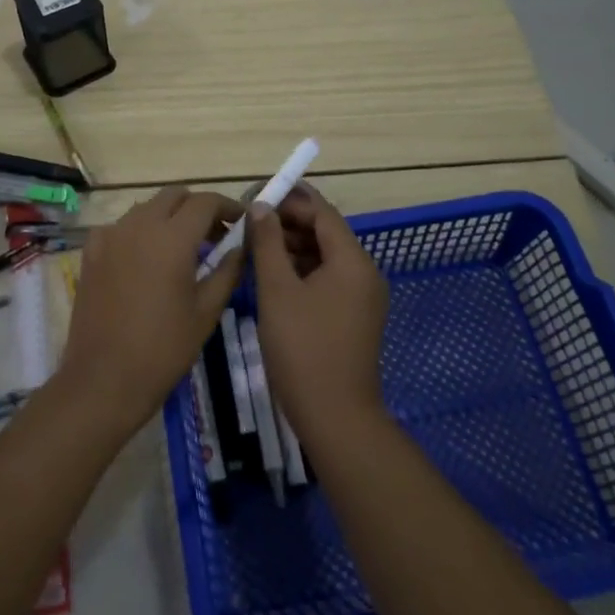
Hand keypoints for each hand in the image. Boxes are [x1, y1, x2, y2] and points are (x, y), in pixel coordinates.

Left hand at [58, 187, 243, 439]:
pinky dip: (139, 232)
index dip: (227, 207)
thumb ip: (227, 271)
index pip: (205, 202)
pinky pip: (121, 227)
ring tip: (183, 248)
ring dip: (169, 217)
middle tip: (215, 235)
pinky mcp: (91, 252)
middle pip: (174, 196)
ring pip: (146, 208)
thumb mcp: (206, 311)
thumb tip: (241, 246)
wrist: (103, 379)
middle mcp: (139, 225)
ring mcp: (110, 235)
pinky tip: (146, 259)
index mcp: (172, 237)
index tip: (241, 222)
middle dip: (198, 208)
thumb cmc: (163, 349)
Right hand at [249, 184, 390, 441]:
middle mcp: (364, 273)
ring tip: (255, 246)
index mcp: (352, 261)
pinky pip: (328, 280)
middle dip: (289, 223)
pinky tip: (272, 276)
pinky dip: (302, 272)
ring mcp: (362, 298)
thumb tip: (260, 207)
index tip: (256, 197)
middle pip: (326, 233)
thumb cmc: (303, 348)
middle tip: (250, 222)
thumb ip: (268, 243)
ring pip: (325, 258)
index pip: (322, 213)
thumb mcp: (277, 291)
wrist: (335, 417)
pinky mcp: (354, 318)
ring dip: (293, 248)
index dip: (290, 200)